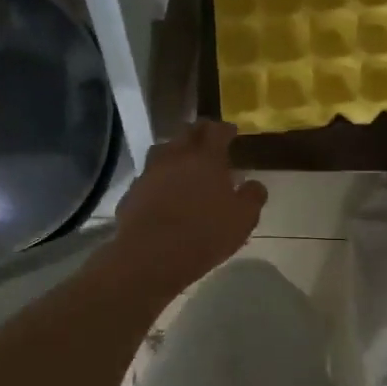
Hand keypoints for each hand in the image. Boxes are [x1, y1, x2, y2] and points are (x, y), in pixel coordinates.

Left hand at [106, 120, 266, 297]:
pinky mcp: (132, 192)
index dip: (225, 129)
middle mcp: (176, 157)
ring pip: (163, 150)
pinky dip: (158, 177)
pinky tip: (162, 190)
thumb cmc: (204, 234)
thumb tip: (254, 184)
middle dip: (200, 132)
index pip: (216, 131)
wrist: (151, 256)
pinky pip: (148, 176)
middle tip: (208, 139)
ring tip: (183, 161)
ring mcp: (150, 172)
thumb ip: (252, 196)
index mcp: (206, 158)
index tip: (231, 131)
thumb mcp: (243, 219)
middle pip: (187, 133)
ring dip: (175, 151)